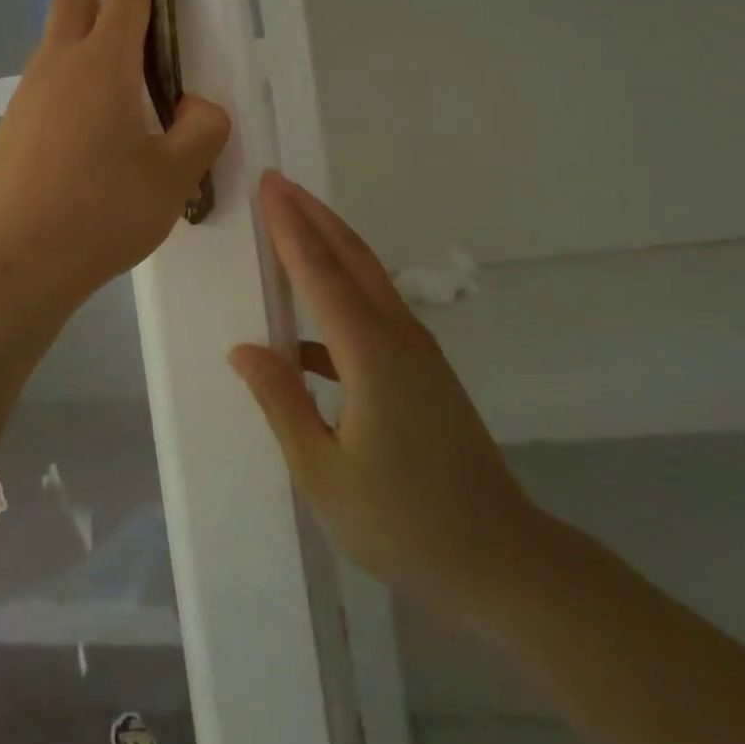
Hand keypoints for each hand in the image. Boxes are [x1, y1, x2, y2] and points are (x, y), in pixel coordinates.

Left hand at [0, 0, 229, 322]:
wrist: (15, 260)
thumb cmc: (101, 213)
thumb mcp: (172, 176)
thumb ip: (200, 132)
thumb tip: (198, 108)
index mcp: (103, 69)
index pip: (124, 2)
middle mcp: (60, 69)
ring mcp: (29, 96)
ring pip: (53, 35)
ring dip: (71, 5)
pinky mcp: (14, 125)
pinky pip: (44, 73)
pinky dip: (62, 53)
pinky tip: (74, 82)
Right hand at [230, 173, 553, 632]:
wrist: (500, 561)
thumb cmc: (403, 522)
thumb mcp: (323, 472)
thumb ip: (281, 401)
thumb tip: (243, 348)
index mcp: (370, 353)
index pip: (320, 272)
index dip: (290, 226)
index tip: (269, 184)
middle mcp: (397, 336)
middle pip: (351, 257)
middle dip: (312, 215)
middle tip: (278, 182)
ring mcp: (418, 352)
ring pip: (368, 278)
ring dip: (330, 244)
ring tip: (292, 224)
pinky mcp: (425, 371)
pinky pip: (375, 311)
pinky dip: (341, 294)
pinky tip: (308, 330)